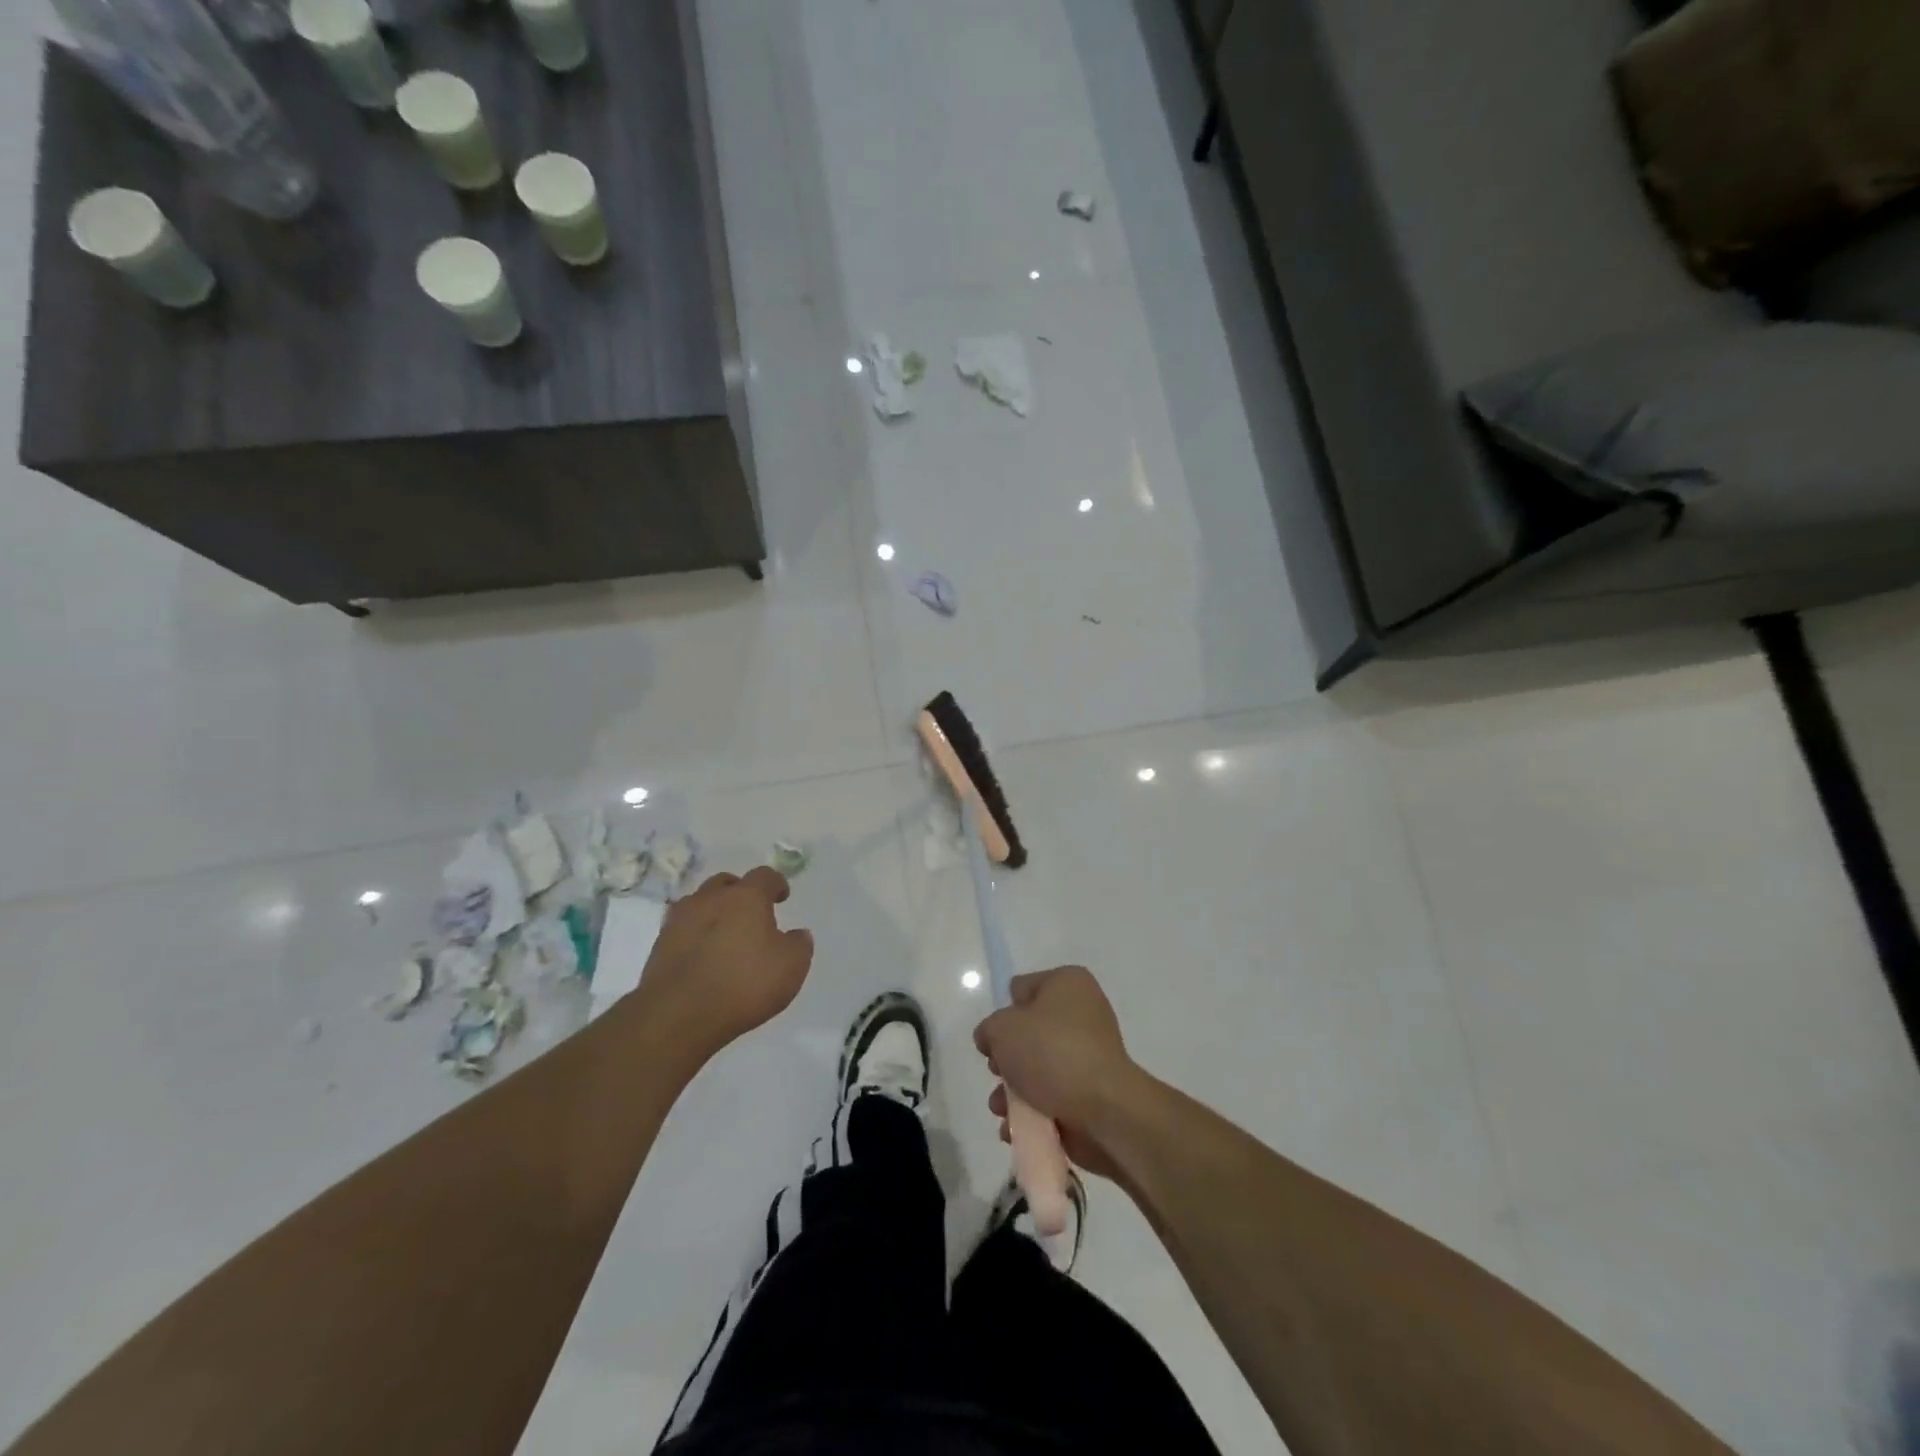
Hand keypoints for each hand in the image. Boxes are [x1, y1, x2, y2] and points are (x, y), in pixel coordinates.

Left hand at [632, 867, 814, 1063]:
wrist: (678, 1015)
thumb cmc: (743, 984)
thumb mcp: (791, 967)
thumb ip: (798, 945)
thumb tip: (796, 934)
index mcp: (746, 897)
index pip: (765, 876)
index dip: (776, 884)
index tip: (782, 897)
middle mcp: (710, 898)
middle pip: (726, 883)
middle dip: (740, 893)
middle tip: (750, 914)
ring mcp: (679, 920)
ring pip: (699, 904)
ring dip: (713, 913)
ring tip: (724, 936)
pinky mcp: (659, 946)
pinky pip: (682, 930)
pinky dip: (695, 937)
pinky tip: (703, 957)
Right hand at [974, 966, 1140, 1179]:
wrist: (1104, 1109)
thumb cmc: (1052, 1053)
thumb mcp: (1003, 1028)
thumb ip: (989, 1028)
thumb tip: (993, 1040)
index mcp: (1068, 983)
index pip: (1023, 989)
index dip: (1005, 1012)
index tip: (997, 1037)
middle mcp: (1082, 1013)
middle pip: (1028, 1032)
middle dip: (1006, 1058)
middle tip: (998, 1072)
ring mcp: (1089, 1055)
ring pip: (1037, 1069)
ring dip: (1013, 1091)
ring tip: (1002, 1109)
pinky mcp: (1091, 1092)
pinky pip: (1052, 1097)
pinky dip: (1032, 1112)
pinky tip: (1015, 1127)